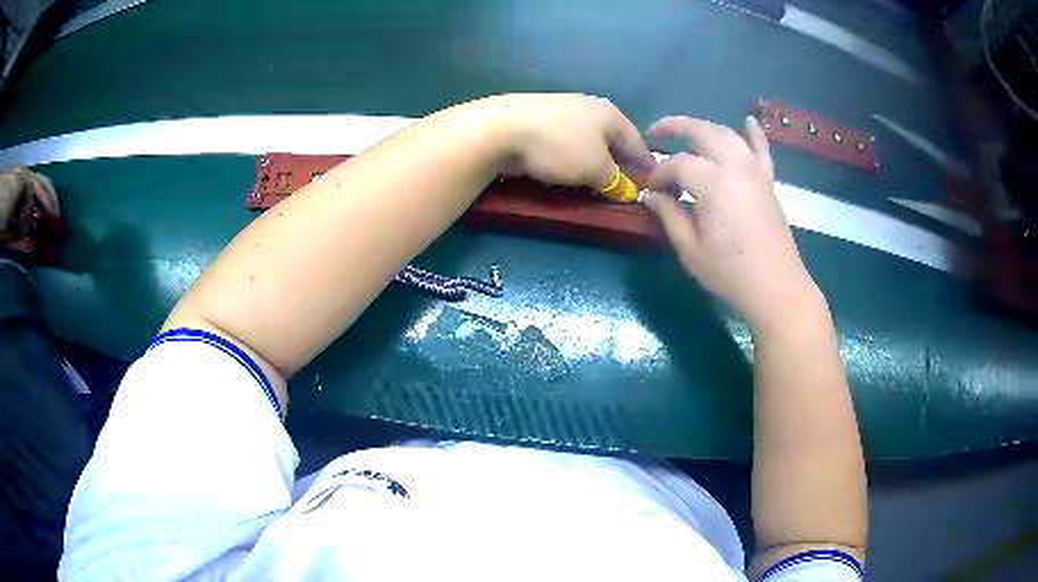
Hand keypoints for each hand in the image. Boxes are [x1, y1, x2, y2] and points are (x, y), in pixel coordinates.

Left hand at [484, 93, 655, 188]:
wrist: (501, 128)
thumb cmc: (560, 146)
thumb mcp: (596, 168)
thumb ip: (616, 181)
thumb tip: (628, 191)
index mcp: (609, 113)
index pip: (636, 142)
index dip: (644, 165)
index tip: (650, 186)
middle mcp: (588, 107)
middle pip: (612, 140)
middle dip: (618, 164)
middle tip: (622, 189)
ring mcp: (561, 112)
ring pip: (587, 142)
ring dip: (594, 162)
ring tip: (596, 184)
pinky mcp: (537, 122)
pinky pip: (564, 144)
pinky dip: (571, 159)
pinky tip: (567, 172)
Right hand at [642, 115, 819, 333]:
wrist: (776, 289)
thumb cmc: (730, 273)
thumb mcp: (689, 248)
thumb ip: (668, 214)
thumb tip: (651, 195)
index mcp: (713, 183)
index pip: (677, 163)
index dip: (658, 173)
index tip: (649, 188)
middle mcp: (735, 166)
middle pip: (702, 132)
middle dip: (674, 127)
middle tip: (654, 135)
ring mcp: (755, 172)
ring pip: (727, 135)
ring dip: (704, 128)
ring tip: (686, 134)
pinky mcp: (768, 182)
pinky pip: (762, 150)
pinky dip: (755, 133)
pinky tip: (748, 120)